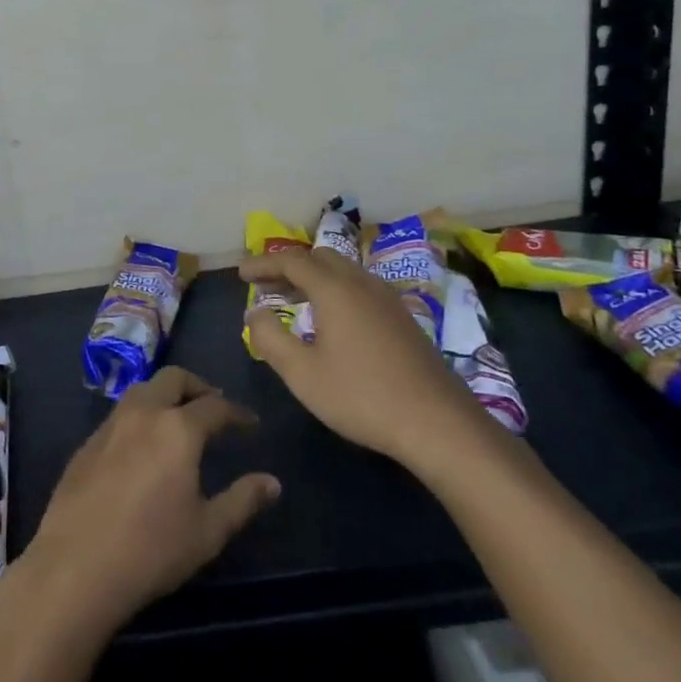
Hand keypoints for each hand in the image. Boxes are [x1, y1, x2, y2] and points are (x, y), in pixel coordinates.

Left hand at [12, 368, 279, 637]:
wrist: (76, 566)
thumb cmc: (152, 550)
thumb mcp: (208, 531)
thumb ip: (243, 500)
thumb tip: (272, 482)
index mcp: (178, 428)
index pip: (215, 406)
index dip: (237, 413)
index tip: (250, 424)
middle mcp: (143, 413)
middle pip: (173, 379)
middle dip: (198, 387)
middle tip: (213, 408)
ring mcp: (110, 425)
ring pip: (142, 390)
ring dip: (165, 396)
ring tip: (179, 421)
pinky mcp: (87, 443)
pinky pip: (120, 414)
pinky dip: (141, 416)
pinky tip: (143, 446)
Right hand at [242, 245, 490, 483]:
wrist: (439, 423)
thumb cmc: (362, 396)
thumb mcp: (302, 373)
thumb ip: (269, 338)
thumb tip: (255, 312)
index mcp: (334, 289)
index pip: (291, 261)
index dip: (263, 263)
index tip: (241, 273)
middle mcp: (362, 283)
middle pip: (320, 258)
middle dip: (289, 267)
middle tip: (267, 286)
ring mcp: (388, 299)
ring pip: (344, 271)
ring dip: (314, 278)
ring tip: (294, 302)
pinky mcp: (404, 318)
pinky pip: (361, 287)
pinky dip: (336, 290)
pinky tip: (333, 321)